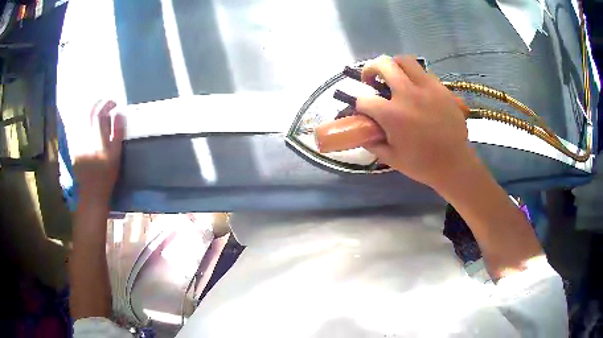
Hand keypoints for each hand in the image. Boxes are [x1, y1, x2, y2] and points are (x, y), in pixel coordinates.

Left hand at [73, 100, 124, 203]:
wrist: (90, 196)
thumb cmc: (105, 179)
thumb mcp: (115, 157)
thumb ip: (117, 134)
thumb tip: (119, 114)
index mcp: (97, 141)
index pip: (100, 114)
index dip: (107, 104)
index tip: (115, 103)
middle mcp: (85, 138)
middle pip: (89, 113)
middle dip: (98, 104)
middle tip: (106, 103)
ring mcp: (77, 141)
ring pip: (82, 118)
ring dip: (90, 109)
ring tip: (98, 108)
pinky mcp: (72, 146)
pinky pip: (77, 126)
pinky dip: (83, 119)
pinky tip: (88, 120)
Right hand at [356, 55, 476, 190]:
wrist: (454, 164)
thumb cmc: (422, 164)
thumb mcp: (390, 158)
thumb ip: (372, 142)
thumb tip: (362, 130)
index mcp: (392, 115)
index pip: (364, 99)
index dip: (360, 105)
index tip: (365, 111)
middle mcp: (408, 94)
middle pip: (382, 64)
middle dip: (370, 69)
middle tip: (372, 80)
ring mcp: (427, 88)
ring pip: (404, 60)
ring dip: (393, 66)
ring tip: (394, 77)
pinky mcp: (441, 88)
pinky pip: (423, 72)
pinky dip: (413, 76)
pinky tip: (416, 90)